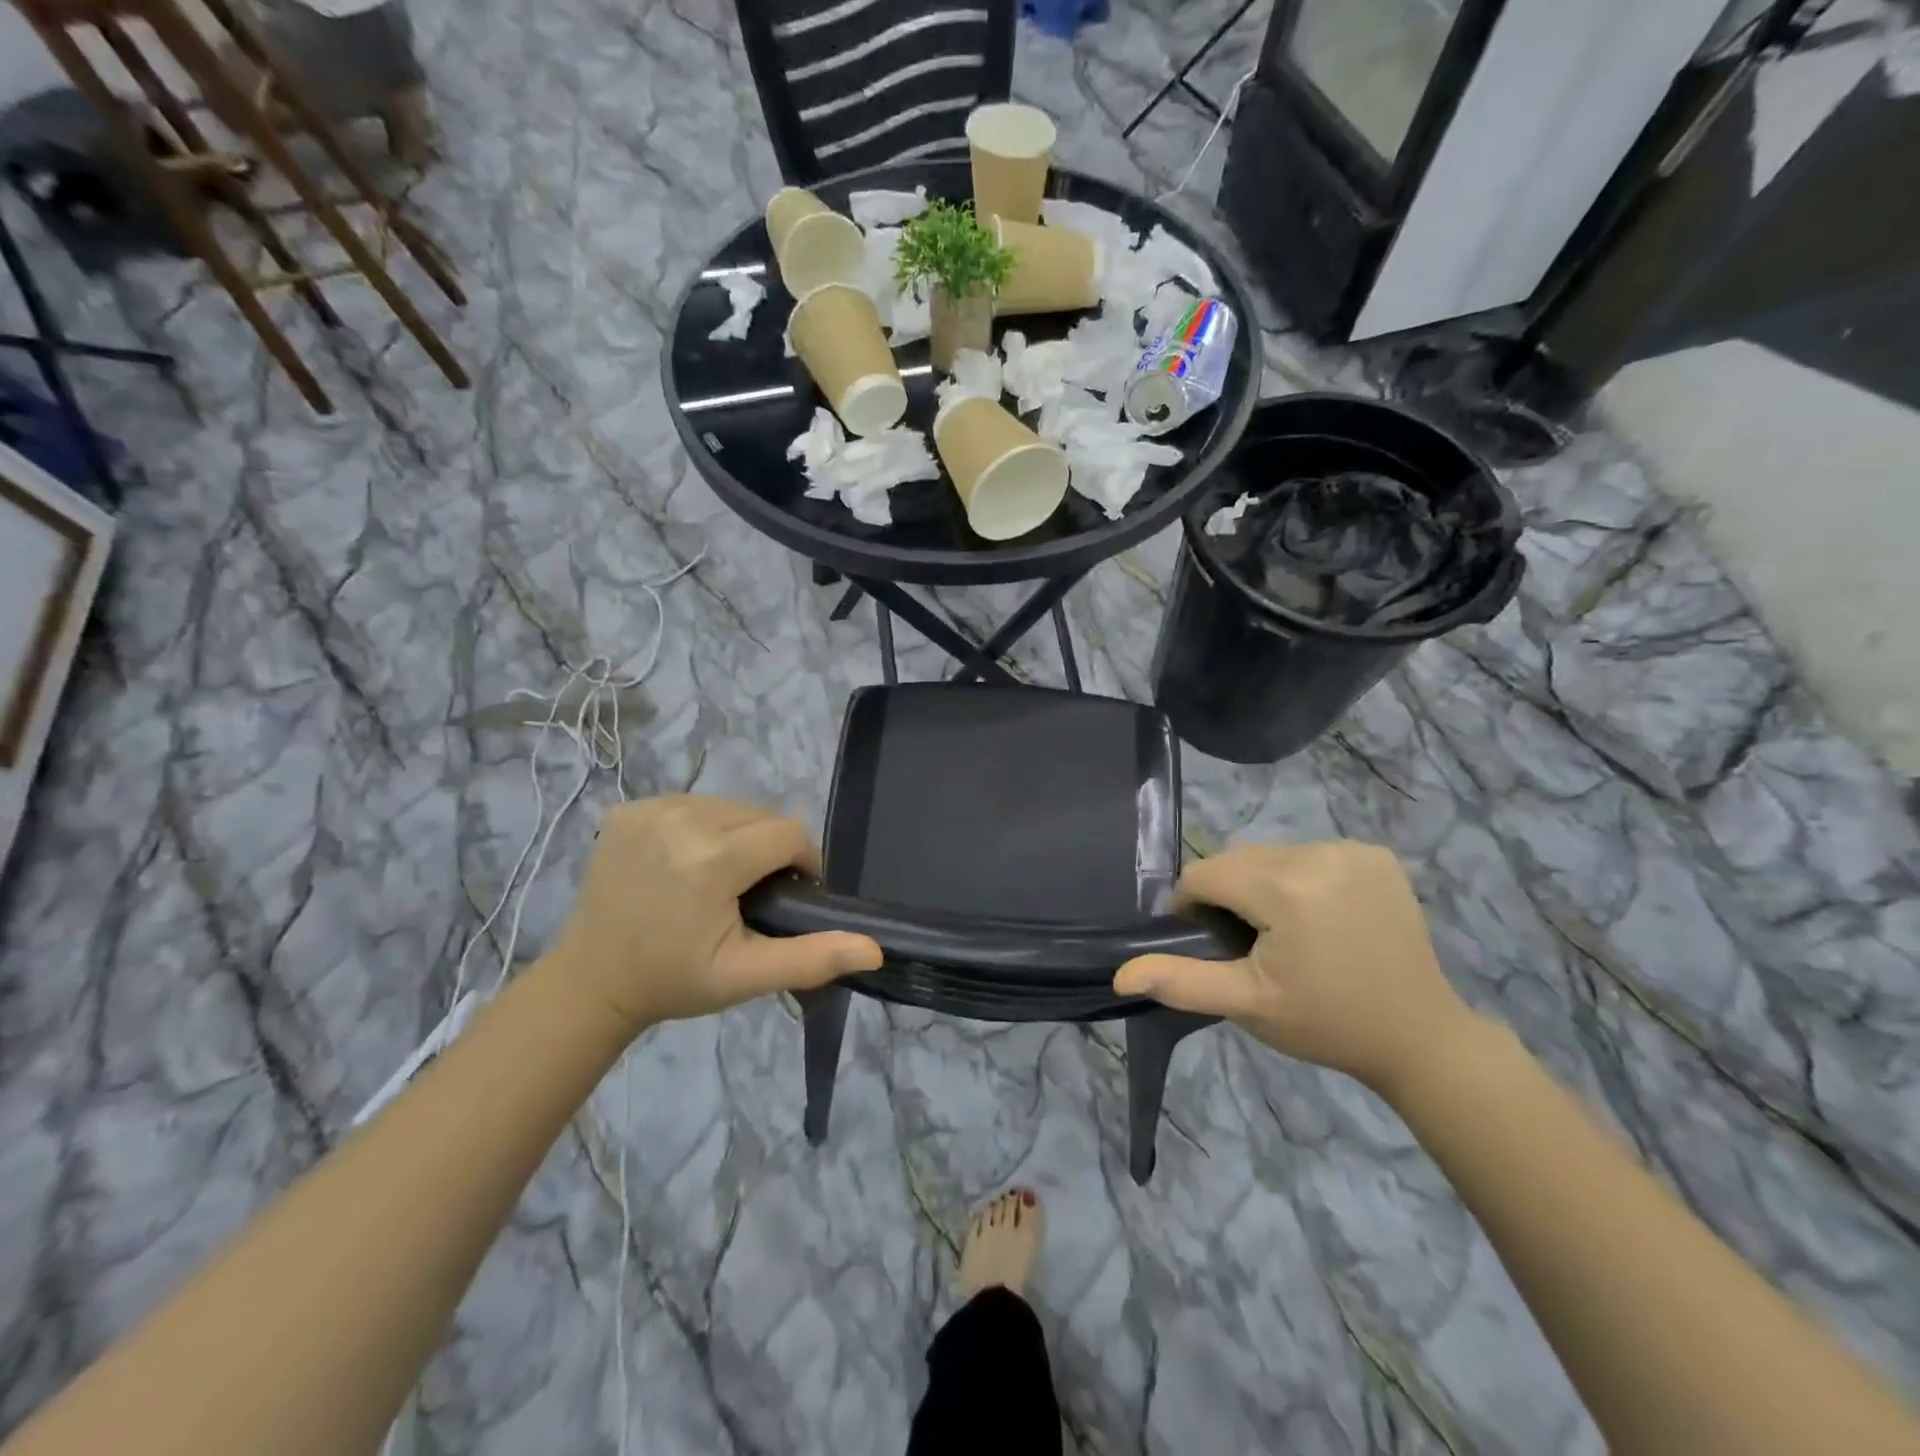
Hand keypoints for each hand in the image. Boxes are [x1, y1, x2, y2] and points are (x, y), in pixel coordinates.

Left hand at [543, 796, 881, 1034]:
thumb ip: (812, 958)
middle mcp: (681, 819)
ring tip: (721, 877)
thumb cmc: (674, 980)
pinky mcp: (628, 809)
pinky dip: (702, 827)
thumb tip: (874, 949)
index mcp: (711, 859)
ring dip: (738, 835)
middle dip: (769, 849)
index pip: (788, 834)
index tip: (790, 896)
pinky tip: (686, 862)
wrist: (591, 982)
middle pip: (760, 816)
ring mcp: (650, 809)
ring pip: (728, 807)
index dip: (802, 862)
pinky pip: (692, 805)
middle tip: (753, 893)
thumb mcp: (746, 976)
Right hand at [1114, 842, 1480, 1096]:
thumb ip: (1181, 981)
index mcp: (1285, 889)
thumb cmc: (1326, 1023)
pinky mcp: (1376, 855)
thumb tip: (1120, 973)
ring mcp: (1352, 851)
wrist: (1420, 1037)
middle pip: (1237, 859)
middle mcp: (1318, 854)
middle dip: (1228, 894)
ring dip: (1261, 882)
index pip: (1205, 875)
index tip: (1209, 943)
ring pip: (1271, 854)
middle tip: (1247, 943)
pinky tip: (1319, 913)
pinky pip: (1310, 853)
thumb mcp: (1247, 1005)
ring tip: (1282, 929)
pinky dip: (1300, 876)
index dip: (1192, 907)